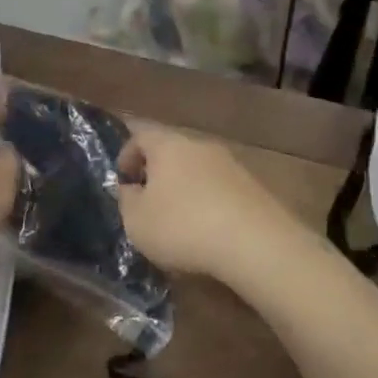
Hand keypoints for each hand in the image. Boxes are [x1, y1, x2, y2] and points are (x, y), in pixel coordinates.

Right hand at [115, 122, 289, 279]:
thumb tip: (129, 188)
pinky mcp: (252, 186)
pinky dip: (209, 203)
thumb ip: (126, 200)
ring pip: (197, 169)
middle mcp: (199, 145)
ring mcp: (230, 164)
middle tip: (147, 200)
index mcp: (167, 145)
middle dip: (157, 172)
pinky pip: (220, 188)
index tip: (122, 180)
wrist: (255, 243)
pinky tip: (207, 231)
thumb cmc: (183, 226)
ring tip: (178, 220)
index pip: (140, 134)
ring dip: (185, 188)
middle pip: (171, 150)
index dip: (126, 154)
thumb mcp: (136, 221)